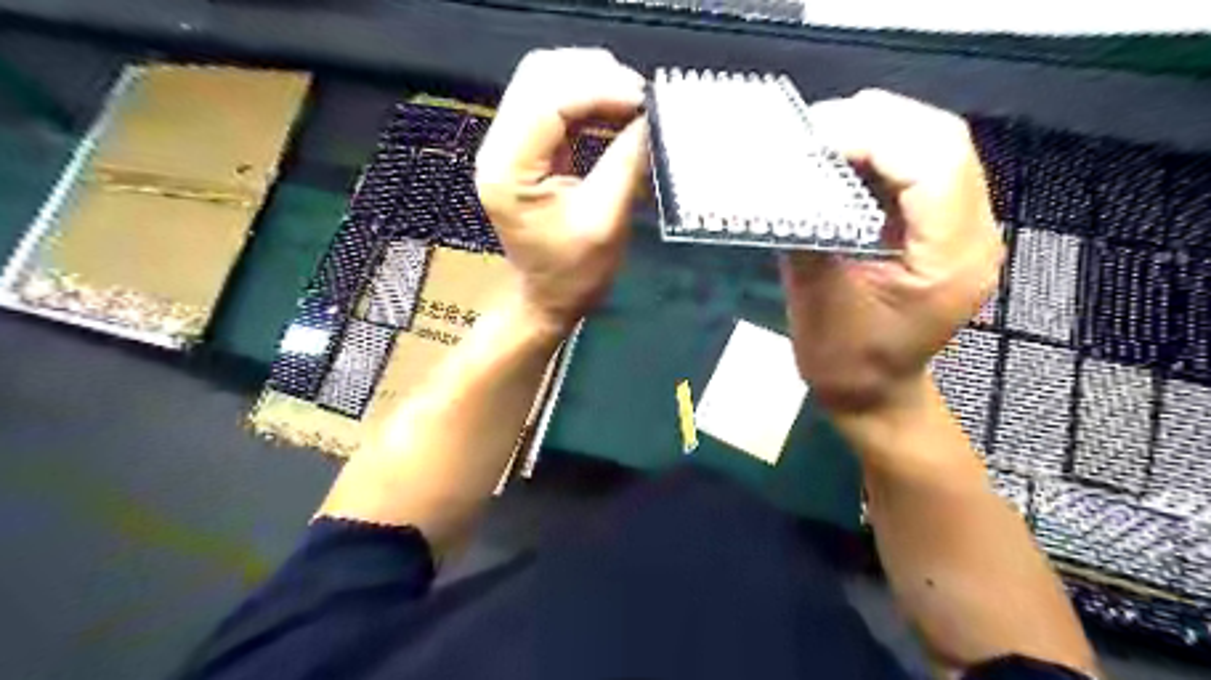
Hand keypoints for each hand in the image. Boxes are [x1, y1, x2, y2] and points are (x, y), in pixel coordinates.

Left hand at [474, 49, 647, 333]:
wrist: (547, 297)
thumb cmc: (573, 273)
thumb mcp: (606, 222)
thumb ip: (627, 163)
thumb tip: (651, 117)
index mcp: (508, 171)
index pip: (548, 102)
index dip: (599, 88)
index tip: (644, 99)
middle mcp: (498, 148)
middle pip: (539, 76)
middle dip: (594, 75)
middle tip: (641, 96)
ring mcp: (507, 145)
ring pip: (544, 80)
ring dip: (591, 80)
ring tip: (632, 99)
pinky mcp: (523, 148)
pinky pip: (552, 101)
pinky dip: (587, 97)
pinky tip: (615, 108)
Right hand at [786, 91, 1002, 412]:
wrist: (875, 394)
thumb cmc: (845, 363)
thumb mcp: (816, 302)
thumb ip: (808, 234)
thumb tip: (783, 179)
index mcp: (949, 260)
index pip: (933, 164)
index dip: (873, 136)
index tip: (811, 140)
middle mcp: (974, 235)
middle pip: (942, 141)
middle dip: (874, 122)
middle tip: (812, 131)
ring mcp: (965, 228)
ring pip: (934, 146)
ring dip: (876, 132)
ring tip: (821, 139)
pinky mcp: (944, 227)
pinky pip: (920, 167)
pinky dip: (879, 153)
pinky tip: (842, 159)